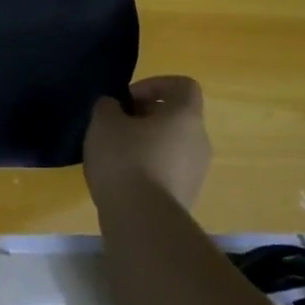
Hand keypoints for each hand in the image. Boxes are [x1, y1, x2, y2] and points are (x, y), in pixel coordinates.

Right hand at [83, 75, 211, 212]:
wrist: (143, 220)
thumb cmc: (125, 159)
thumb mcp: (104, 122)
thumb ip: (108, 106)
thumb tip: (114, 107)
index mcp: (185, 116)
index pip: (183, 85)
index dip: (155, 84)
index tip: (128, 99)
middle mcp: (200, 141)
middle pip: (176, 117)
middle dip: (145, 116)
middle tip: (116, 126)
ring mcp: (197, 172)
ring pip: (172, 145)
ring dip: (146, 143)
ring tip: (115, 155)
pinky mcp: (187, 196)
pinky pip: (169, 170)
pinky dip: (148, 167)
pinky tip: (123, 179)